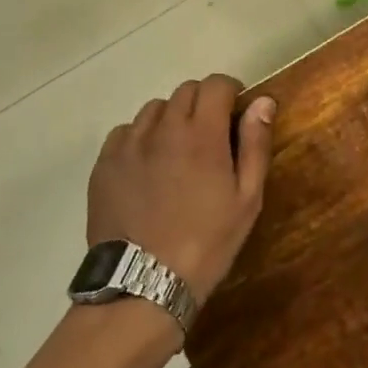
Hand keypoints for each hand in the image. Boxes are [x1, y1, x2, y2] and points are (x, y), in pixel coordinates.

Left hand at [87, 76, 277, 301]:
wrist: (144, 283)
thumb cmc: (207, 242)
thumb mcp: (247, 199)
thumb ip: (255, 144)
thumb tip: (262, 101)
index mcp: (202, 134)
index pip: (215, 84)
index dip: (229, 91)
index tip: (235, 110)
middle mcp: (163, 127)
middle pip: (185, 91)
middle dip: (202, 103)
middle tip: (210, 135)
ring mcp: (129, 144)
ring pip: (154, 109)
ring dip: (171, 119)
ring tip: (176, 151)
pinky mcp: (105, 162)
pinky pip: (125, 132)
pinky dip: (141, 137)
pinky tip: (147, 166)